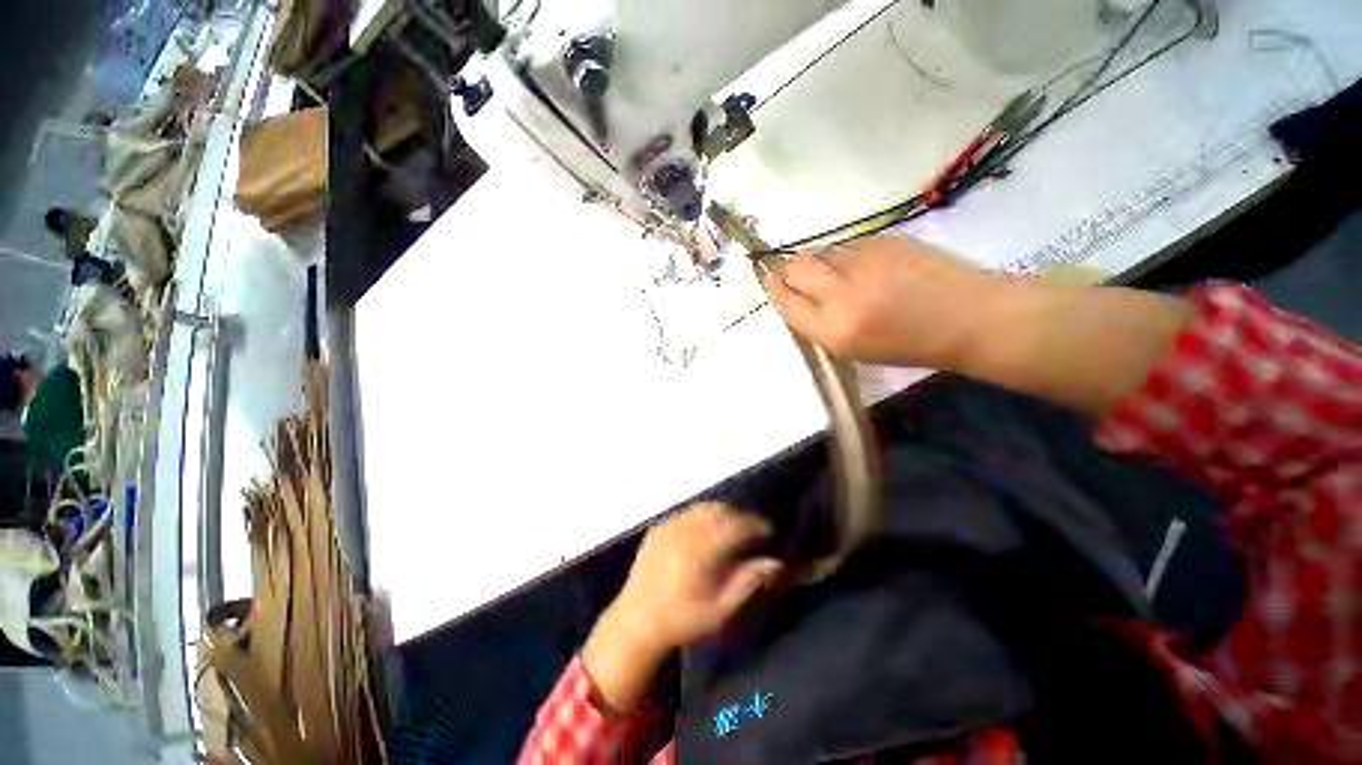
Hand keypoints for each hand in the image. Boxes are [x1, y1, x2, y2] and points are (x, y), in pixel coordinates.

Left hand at [582, 504, 781, 711]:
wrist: (636, 622)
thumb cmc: (683, 619)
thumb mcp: (720, 609)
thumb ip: (748, 582)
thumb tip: (774, 563)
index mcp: (703, 549)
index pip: (737, 525)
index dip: (756, 524)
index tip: (769, 531)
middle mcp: (686, 530)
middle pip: (720, 510)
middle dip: (740, 515)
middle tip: (751, 529)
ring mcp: (669, 526)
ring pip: (702, 508)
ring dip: (720, 512)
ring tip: (731, 526)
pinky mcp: (657, 529)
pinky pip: (684, 513)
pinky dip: (700, 516)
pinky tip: (704, 530)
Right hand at [765, 237, 1008, 367]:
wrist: (971, 318)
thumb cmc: (911, 345)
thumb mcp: (855, 349)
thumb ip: (820, 323)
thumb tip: (797, 296)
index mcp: (834, 331)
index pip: (787, 302)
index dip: (776, 289)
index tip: (771, 280)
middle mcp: (842, 294)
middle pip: (796, 268)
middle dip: (792, 271)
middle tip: (802, 275)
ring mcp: (864, 262)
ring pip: (822, 252)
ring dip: (823, 263)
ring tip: (845, 275)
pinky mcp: (884, 240)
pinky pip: (849, 245)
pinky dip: (849, 256)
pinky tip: (871, 267)